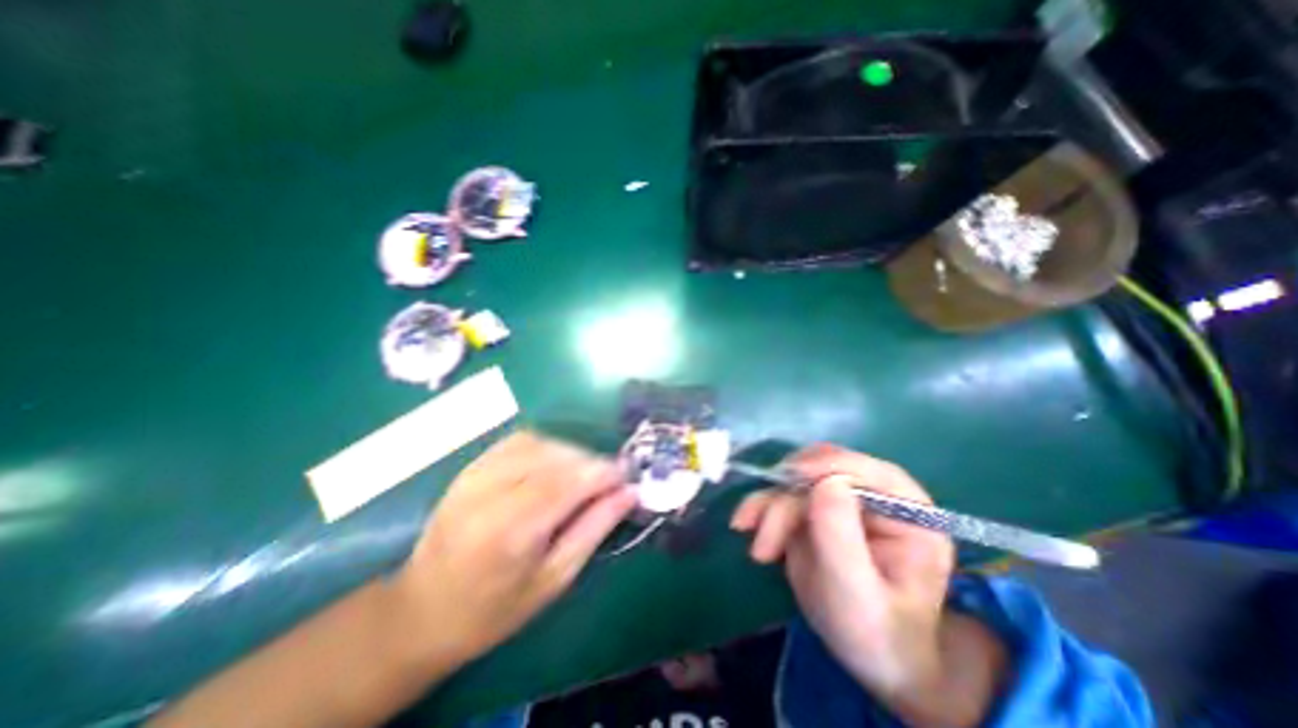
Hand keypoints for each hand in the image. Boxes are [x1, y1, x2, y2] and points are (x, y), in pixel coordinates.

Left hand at [395, 433, 637, 671]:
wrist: (421, 611)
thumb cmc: (493, 610)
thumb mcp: (554, 579)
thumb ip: (594, 529)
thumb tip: (628, 494)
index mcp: (509, 531)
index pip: (567, 482)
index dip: (603, 472)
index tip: (627, 474)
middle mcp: (488, 492)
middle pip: (554, 458)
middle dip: (590, 462)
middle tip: (609, 480)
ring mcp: (474, 474)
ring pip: (539, 442)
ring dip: (570, 453)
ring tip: (583, 474)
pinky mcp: (470, 466)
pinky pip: (519, 441)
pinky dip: (546, 446)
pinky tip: (555, 465)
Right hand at [728, 445, 1002, 727]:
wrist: (866, 657)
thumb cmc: (877, 636)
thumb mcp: (859, 596)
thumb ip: (843, 539)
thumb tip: (827, 482)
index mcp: (907, 510)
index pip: (864, 470)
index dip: (825, 467)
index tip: (788, 480)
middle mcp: (874, 495)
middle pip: (820, 471)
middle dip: (787, 500)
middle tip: (765, 540)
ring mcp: (841, 500)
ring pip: (794, 480)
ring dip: (769, 506)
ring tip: (758, 549)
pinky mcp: (814, 508)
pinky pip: (781, 493)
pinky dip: (762, 507)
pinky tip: (746, 527)